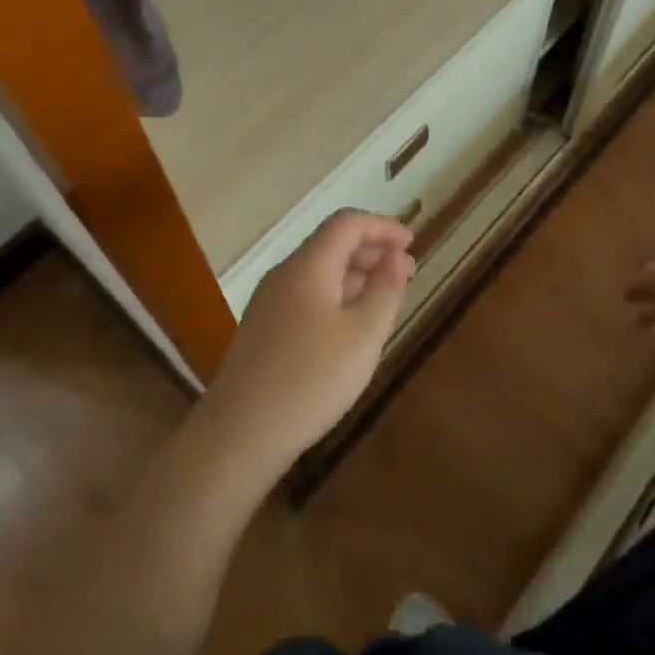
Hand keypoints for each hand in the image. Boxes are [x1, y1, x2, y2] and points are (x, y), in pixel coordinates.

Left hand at [202, 210, 415, 479]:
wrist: (242, 431)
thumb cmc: (311, 379)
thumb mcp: (363, 334)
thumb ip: (385, 289)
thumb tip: (398, 256)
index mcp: (308, 266)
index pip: (347, 223)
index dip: (382, 226)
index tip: (412, 243)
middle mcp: (284, 274)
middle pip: (330, 244)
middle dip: (370, 250)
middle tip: (405, 272)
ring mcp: (269, 302)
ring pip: (318, 271)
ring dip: (354, 275)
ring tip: (384, 299)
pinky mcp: (264, 328)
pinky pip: (306, 295)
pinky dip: (335, 296)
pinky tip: (350, 326)